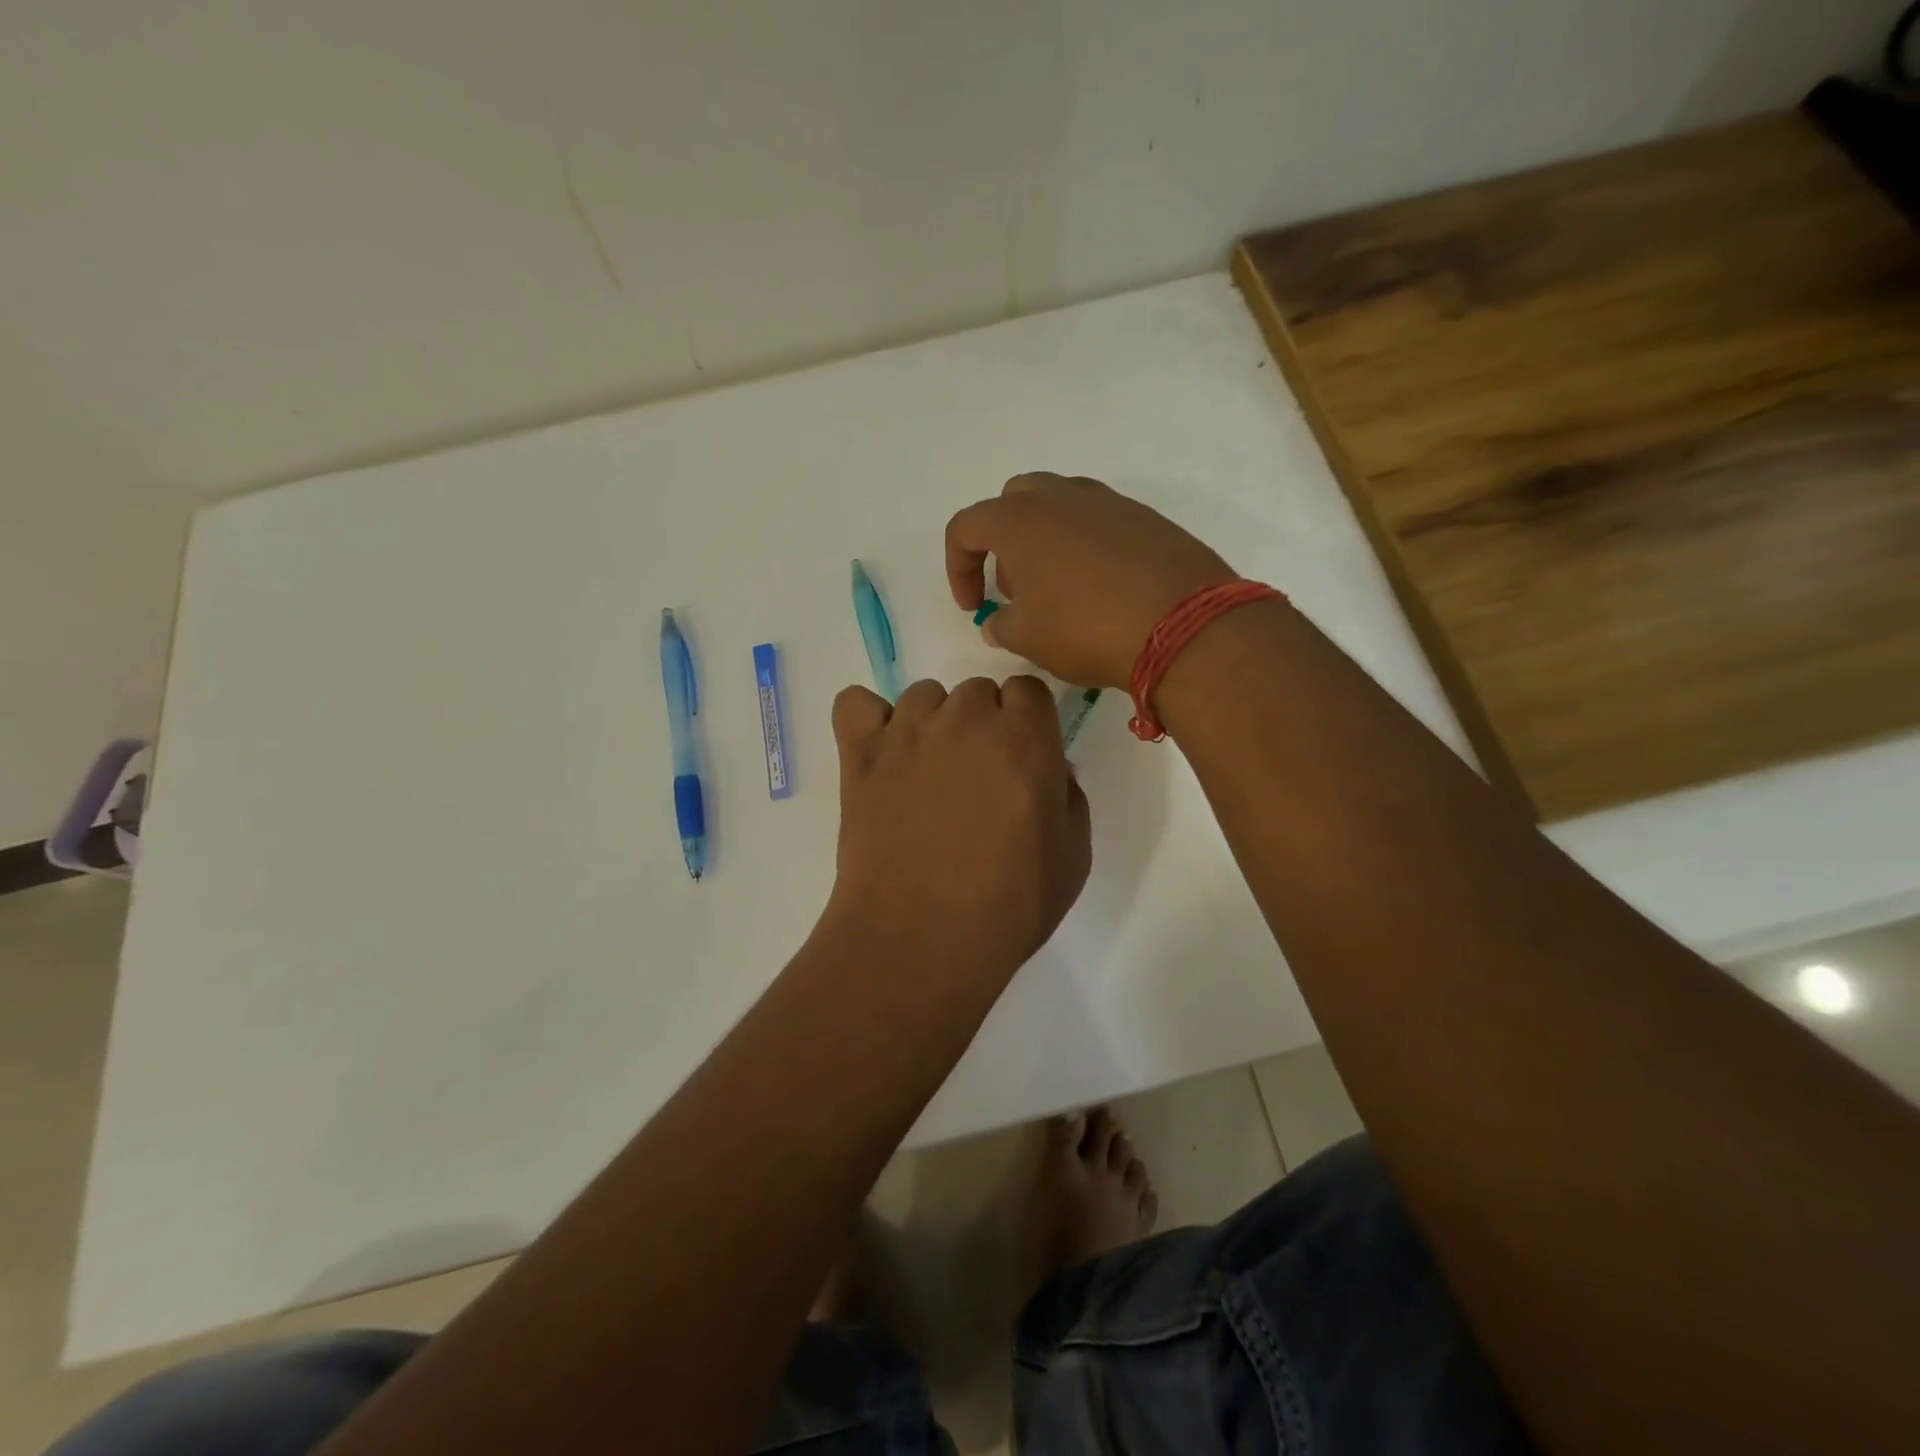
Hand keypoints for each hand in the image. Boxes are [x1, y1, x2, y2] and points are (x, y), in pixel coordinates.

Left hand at [825, 676, 1091, 982]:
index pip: (1027, 689)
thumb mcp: (1072, 857)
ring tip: (928, 772)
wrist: (922, 938)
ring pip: (923, 695)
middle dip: (983, 723)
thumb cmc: (1010, 905)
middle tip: (977, 776)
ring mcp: (907, 733)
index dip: (1027, 720)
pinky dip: (867, 720)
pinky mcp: (860, 755)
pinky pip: (854, 703)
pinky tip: (879, 753)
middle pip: (977, 691)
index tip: (1022, 756)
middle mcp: (966, 720)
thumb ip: (1068, 797)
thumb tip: (1051, 768)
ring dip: (933, 722)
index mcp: (1024, 738)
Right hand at [944, 474, 1236, 688]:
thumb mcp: (1028, 638)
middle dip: (1003, 543)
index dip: (957, 568)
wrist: (1182, 625)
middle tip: (1016, 589)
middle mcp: (1061, 497)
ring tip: (1059, 592)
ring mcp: (1108, 502)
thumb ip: (1002, 626)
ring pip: (1059, 507)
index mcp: (1019, 519)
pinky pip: (1099, 522)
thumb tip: (998, 622)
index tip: (973, 607)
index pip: (966, 528)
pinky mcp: (1145, 517)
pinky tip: (1101, 589)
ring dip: (1045, 542)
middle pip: (1013, 502)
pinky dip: (1086, 548)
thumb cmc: (1086, 629)